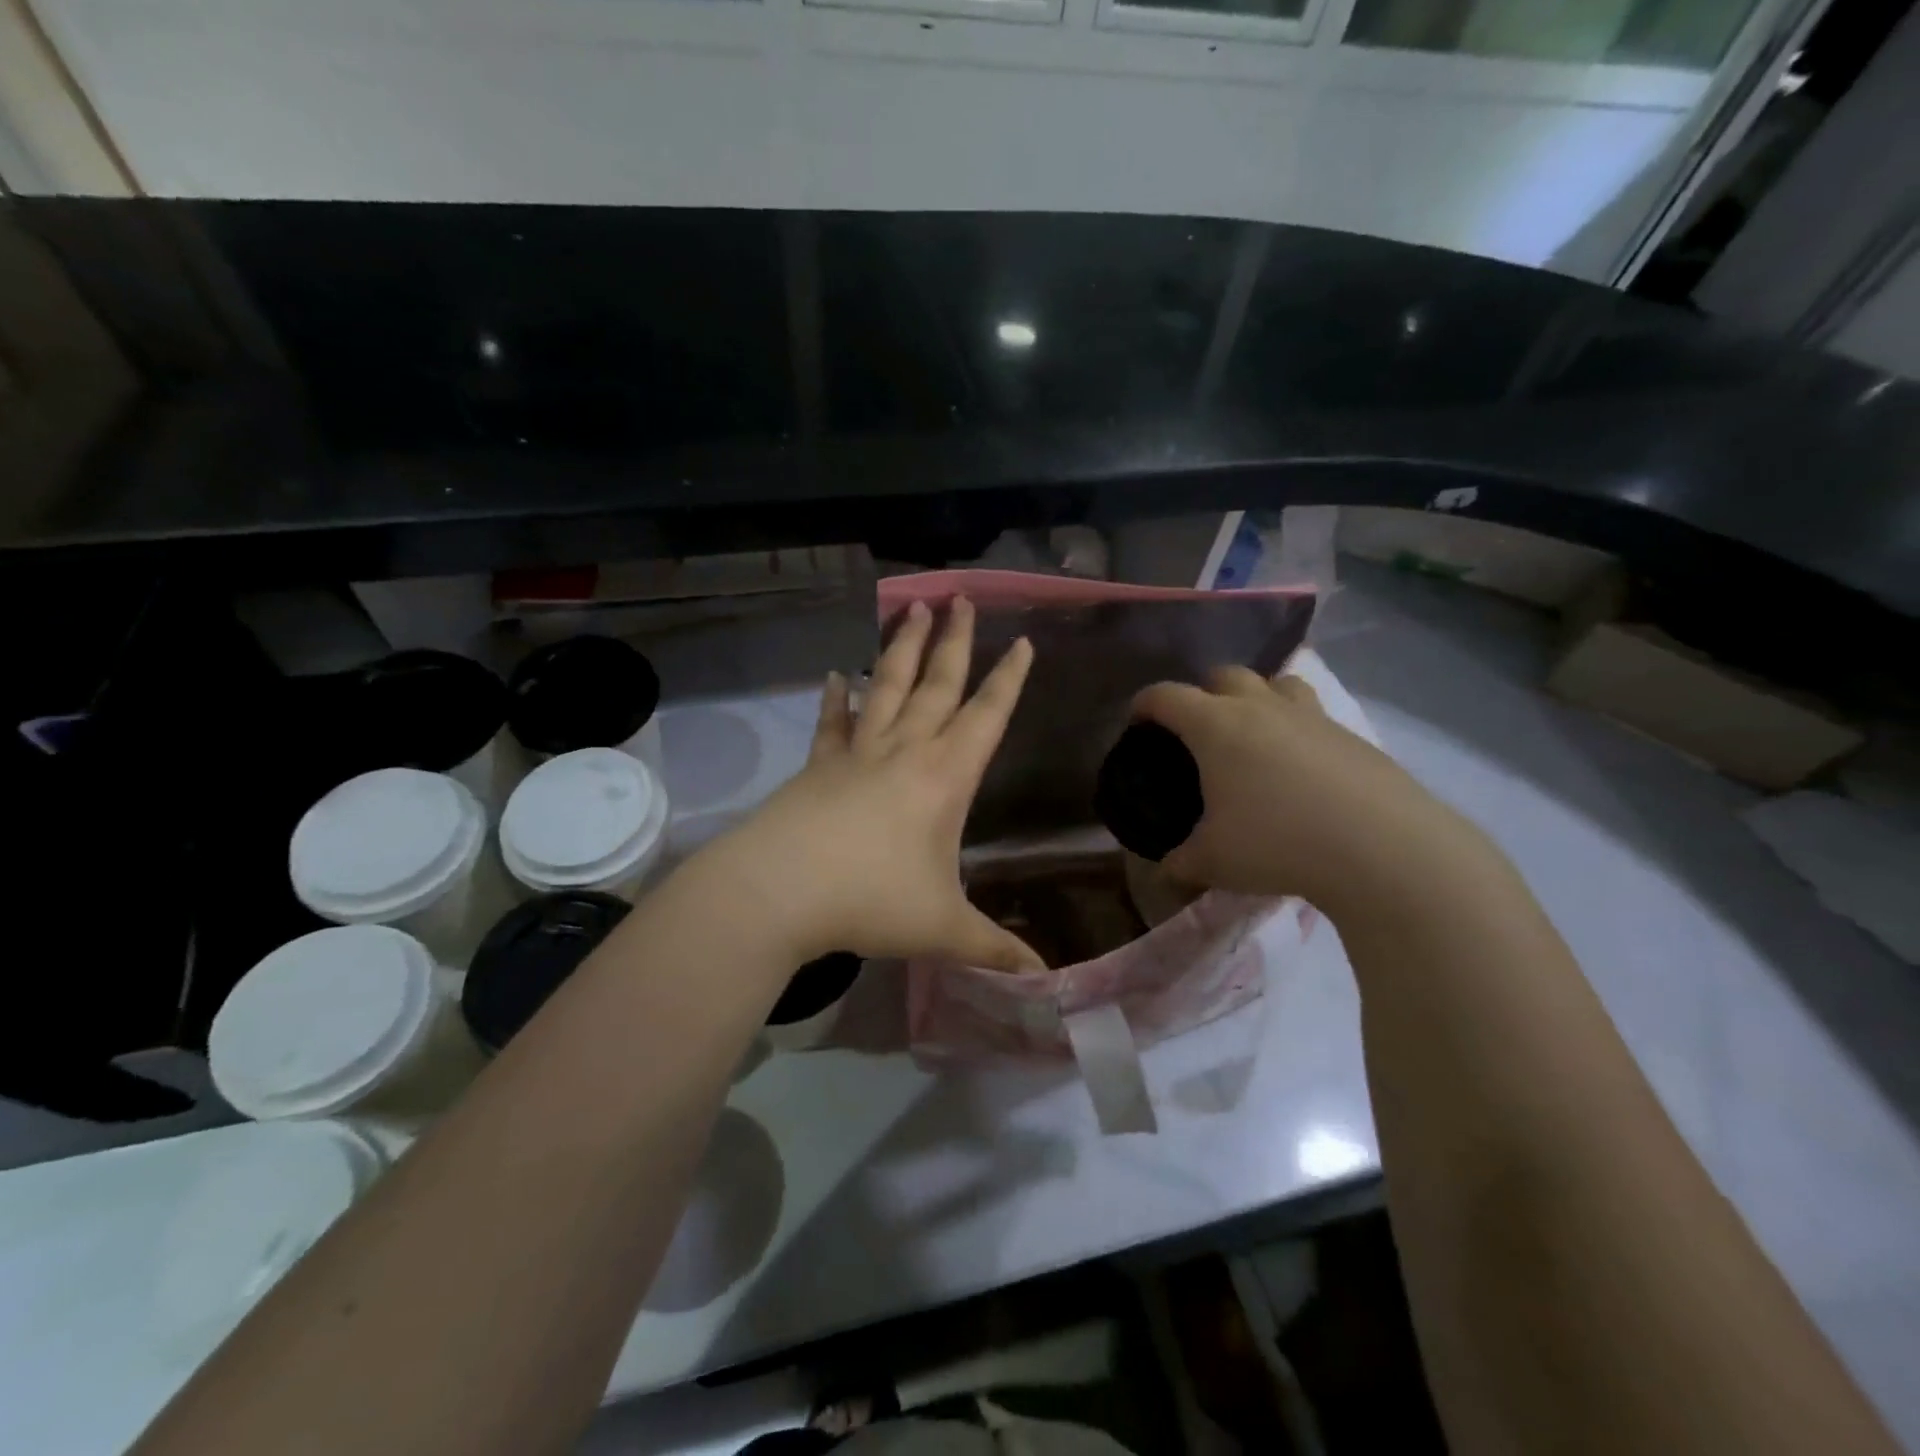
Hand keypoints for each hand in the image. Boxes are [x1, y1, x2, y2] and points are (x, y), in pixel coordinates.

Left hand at [714, 596, 1042, 971]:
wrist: (779, 891)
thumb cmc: (871, 901)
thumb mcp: (943, 929)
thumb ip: (995, 950)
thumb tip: (1044, 979)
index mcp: (944, 778)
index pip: (987, 716)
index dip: (1008, 679)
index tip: (1021, 640)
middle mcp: (904, 752)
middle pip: (936, 685)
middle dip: (954, 642)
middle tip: (960, 597)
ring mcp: (857, 754)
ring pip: (886, 688)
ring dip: (901, 649)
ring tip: (911, 610)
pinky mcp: (818, 766)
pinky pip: (832, 724)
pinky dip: (836, 699)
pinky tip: (835, 675)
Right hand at [1131, 666, 1484, 914]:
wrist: (1382, 848)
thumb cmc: (1277, 843)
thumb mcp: (1214, 861)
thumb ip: (1181, 863)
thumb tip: (1165, 873)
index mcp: (1216, 725)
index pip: (1166, 696)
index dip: (1144, 704)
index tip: (1136, 722)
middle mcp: (1261, 707)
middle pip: (1224, 674)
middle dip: (1202, 692)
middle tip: (1197, 729)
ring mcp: (1311, 716)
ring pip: (1277, 683)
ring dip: (1257, 697)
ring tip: (1254, 733)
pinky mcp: (1352, 736)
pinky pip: (1313, 715)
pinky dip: (1296, 728)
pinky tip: (1301, 769)